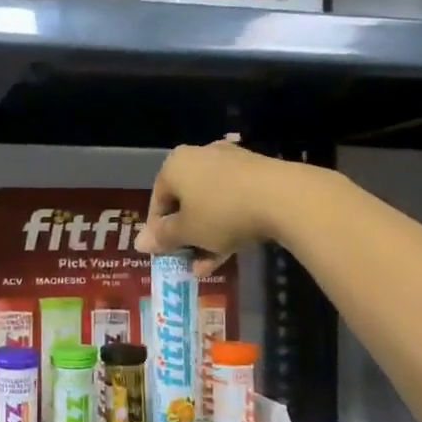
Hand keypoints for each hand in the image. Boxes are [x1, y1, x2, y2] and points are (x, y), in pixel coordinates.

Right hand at [135, 137, 300, 275]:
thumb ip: (163, 237)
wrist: (282, 198)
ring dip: (206, 236)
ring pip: (210, 204)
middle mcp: (199, 156)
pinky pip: (232, 201)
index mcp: (175, 165)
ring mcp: (231, 163)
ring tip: (208, 266)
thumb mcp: (187, 231)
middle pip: (185, 202)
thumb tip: (139, 243)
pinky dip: (227, 224)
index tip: (165, 254)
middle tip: (187, 261)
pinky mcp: (256, 173)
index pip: (157, 201)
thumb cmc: (221, 213)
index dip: (158, 231)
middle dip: (185, 235)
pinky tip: (229, 252)